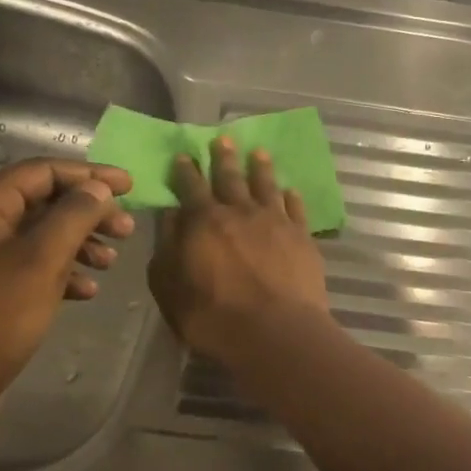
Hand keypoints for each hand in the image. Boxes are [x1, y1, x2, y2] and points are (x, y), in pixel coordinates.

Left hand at [0, 158, 134, 431]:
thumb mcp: (41, 261)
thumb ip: (74, 216)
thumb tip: (98, 188)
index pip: (42, 171)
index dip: (90, 176)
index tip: (131, 186)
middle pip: (42, 202)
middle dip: (88, 213)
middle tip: (127, 231)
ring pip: (39, 236)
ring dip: (79, 244)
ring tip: (112, 262)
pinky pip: (30, 267)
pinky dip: (61, 272)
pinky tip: (87, 291)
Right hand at [148, 136, 331, 364]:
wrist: (276, 331)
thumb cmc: (213, 316)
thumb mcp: (170, 287)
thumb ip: (167, 248)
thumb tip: (171, 216)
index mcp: (203, 221)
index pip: (191, 187)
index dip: (186, 170)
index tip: (185, 155)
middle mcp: (240, 212)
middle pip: (231, 178)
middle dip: (224, 157)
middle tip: (224, 139)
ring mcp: (275, 221)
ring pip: (266, 186)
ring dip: (261, 168)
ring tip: (259, 153)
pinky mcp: (302, 237)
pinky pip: (296, 209)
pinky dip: (292, 197)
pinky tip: (291, 190)